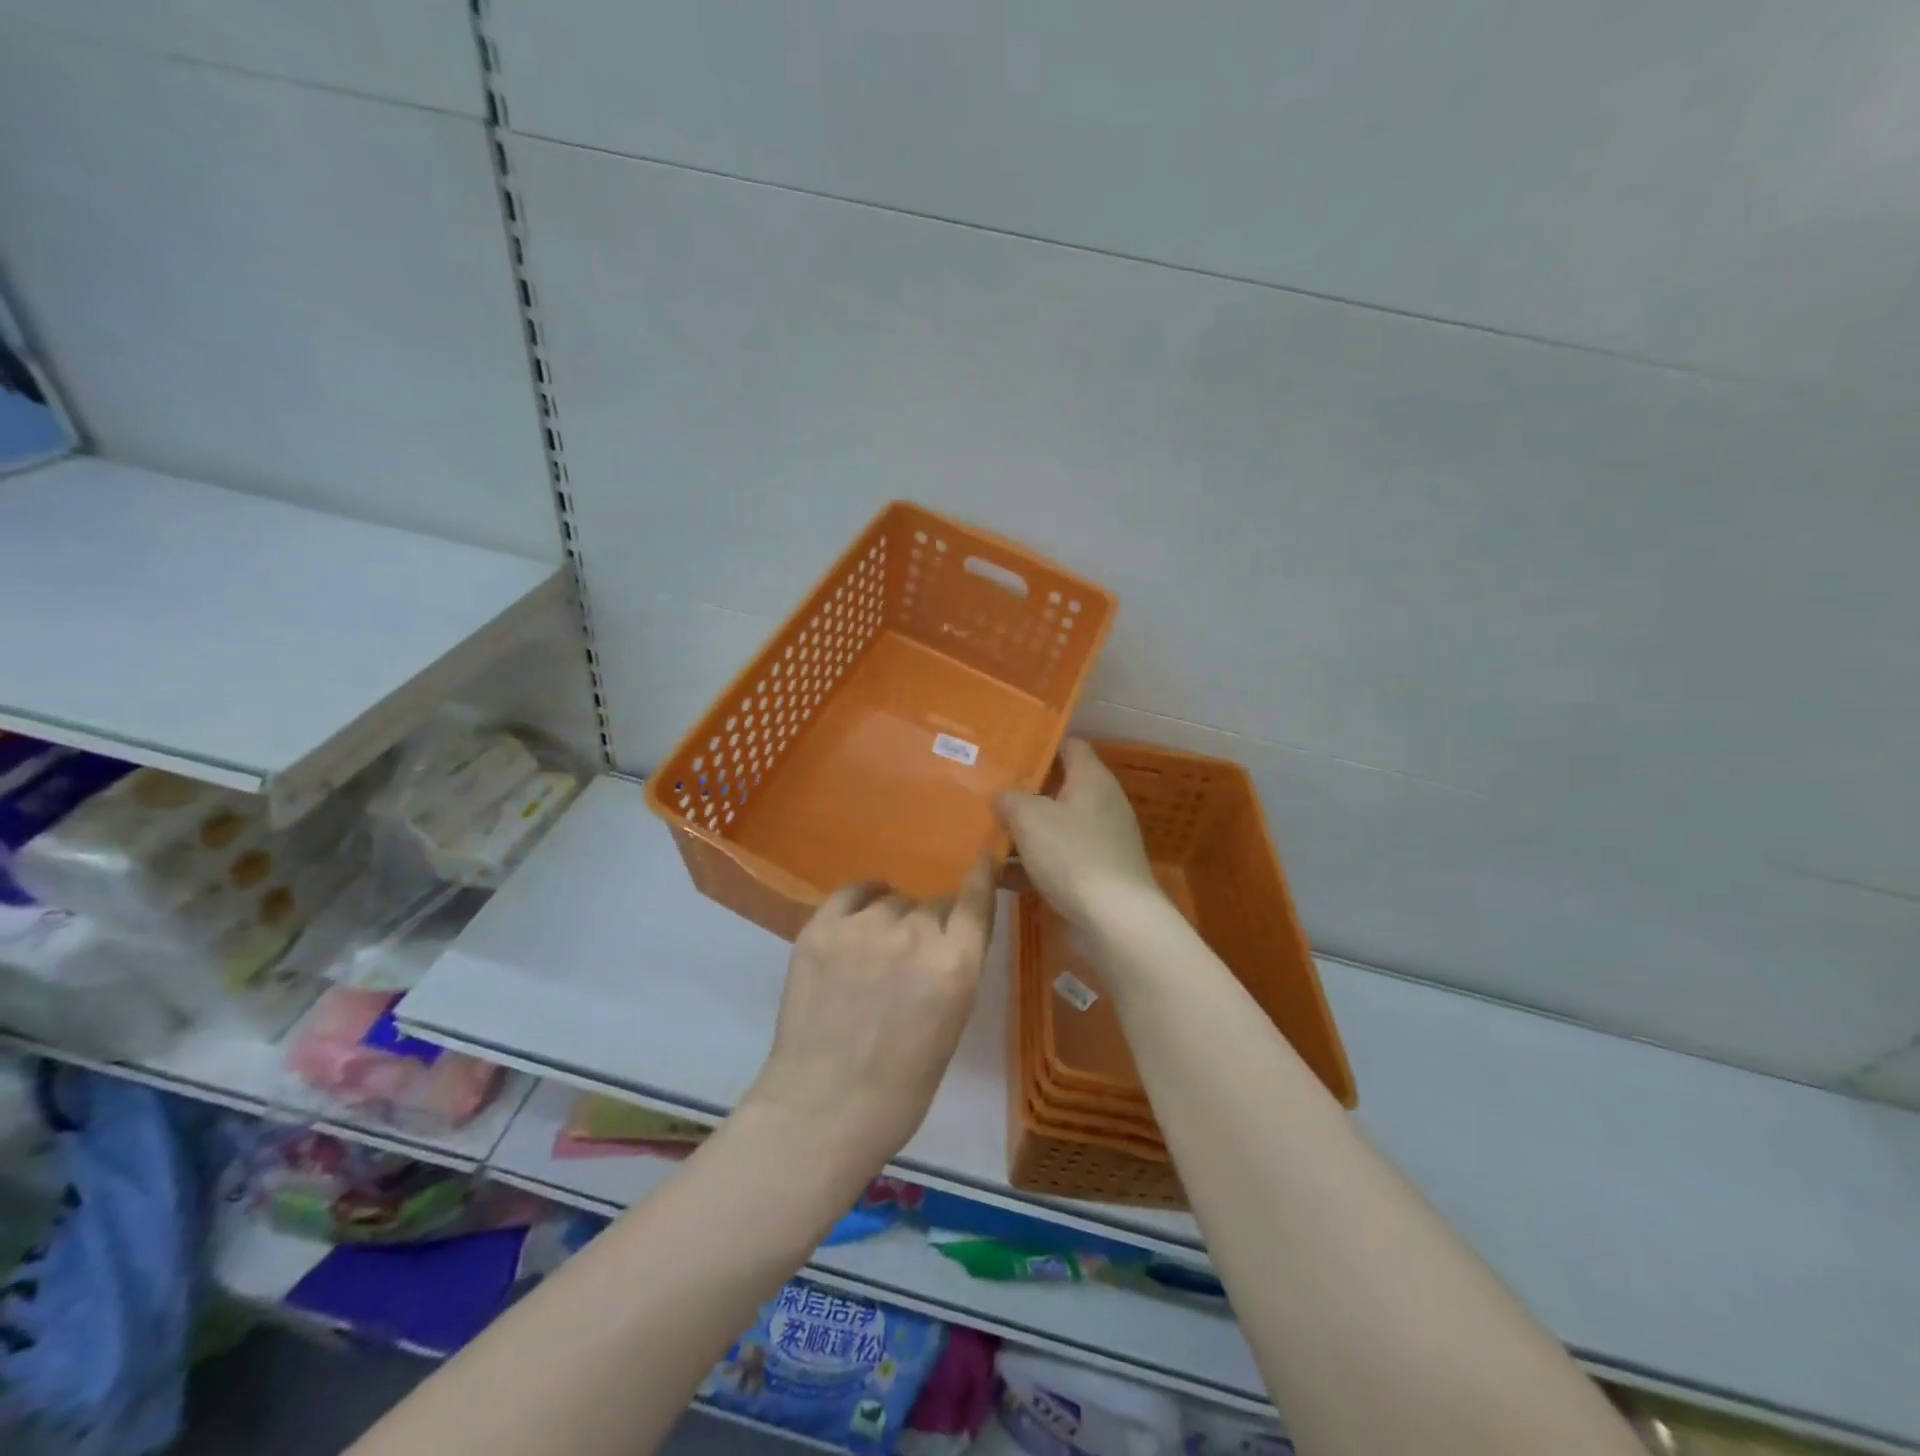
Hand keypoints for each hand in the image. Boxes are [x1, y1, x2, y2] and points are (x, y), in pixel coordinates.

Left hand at [744, 862, 996, 1172]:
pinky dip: (862, 900)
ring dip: (892, 919)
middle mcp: (914, 935)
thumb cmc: (900, 1088)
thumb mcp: (950, 1026)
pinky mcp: (822, 928)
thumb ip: (951, 971)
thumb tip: (944, 939)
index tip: (984, 857)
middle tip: (910, 960)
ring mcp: (864, 927)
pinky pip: (852, 892)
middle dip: (929, 926)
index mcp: (955, 965)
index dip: (980, 876)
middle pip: (931, 906)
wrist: (823, 1109)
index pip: (975, 901)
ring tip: (875, 953)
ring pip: (892, 901)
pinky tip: (859, 917)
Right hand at [995, 739, 1165, 935]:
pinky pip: (1058, 859)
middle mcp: (1101, 804)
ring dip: (1024, 832)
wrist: (1116, 921)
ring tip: (984, 833)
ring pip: (1055, 826)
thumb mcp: (1030, 818)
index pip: (1069, 746)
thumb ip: (1010, 799)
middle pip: (1059, 787)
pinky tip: (1000, 875)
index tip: (1007, 751)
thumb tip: (1002, 795)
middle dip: (1023, 792)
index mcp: (1092, 779)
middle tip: (987, 792)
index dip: (1040, 745)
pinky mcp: (1096, 873)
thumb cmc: (1073, 856)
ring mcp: (1101, 841)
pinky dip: (1032, 863)